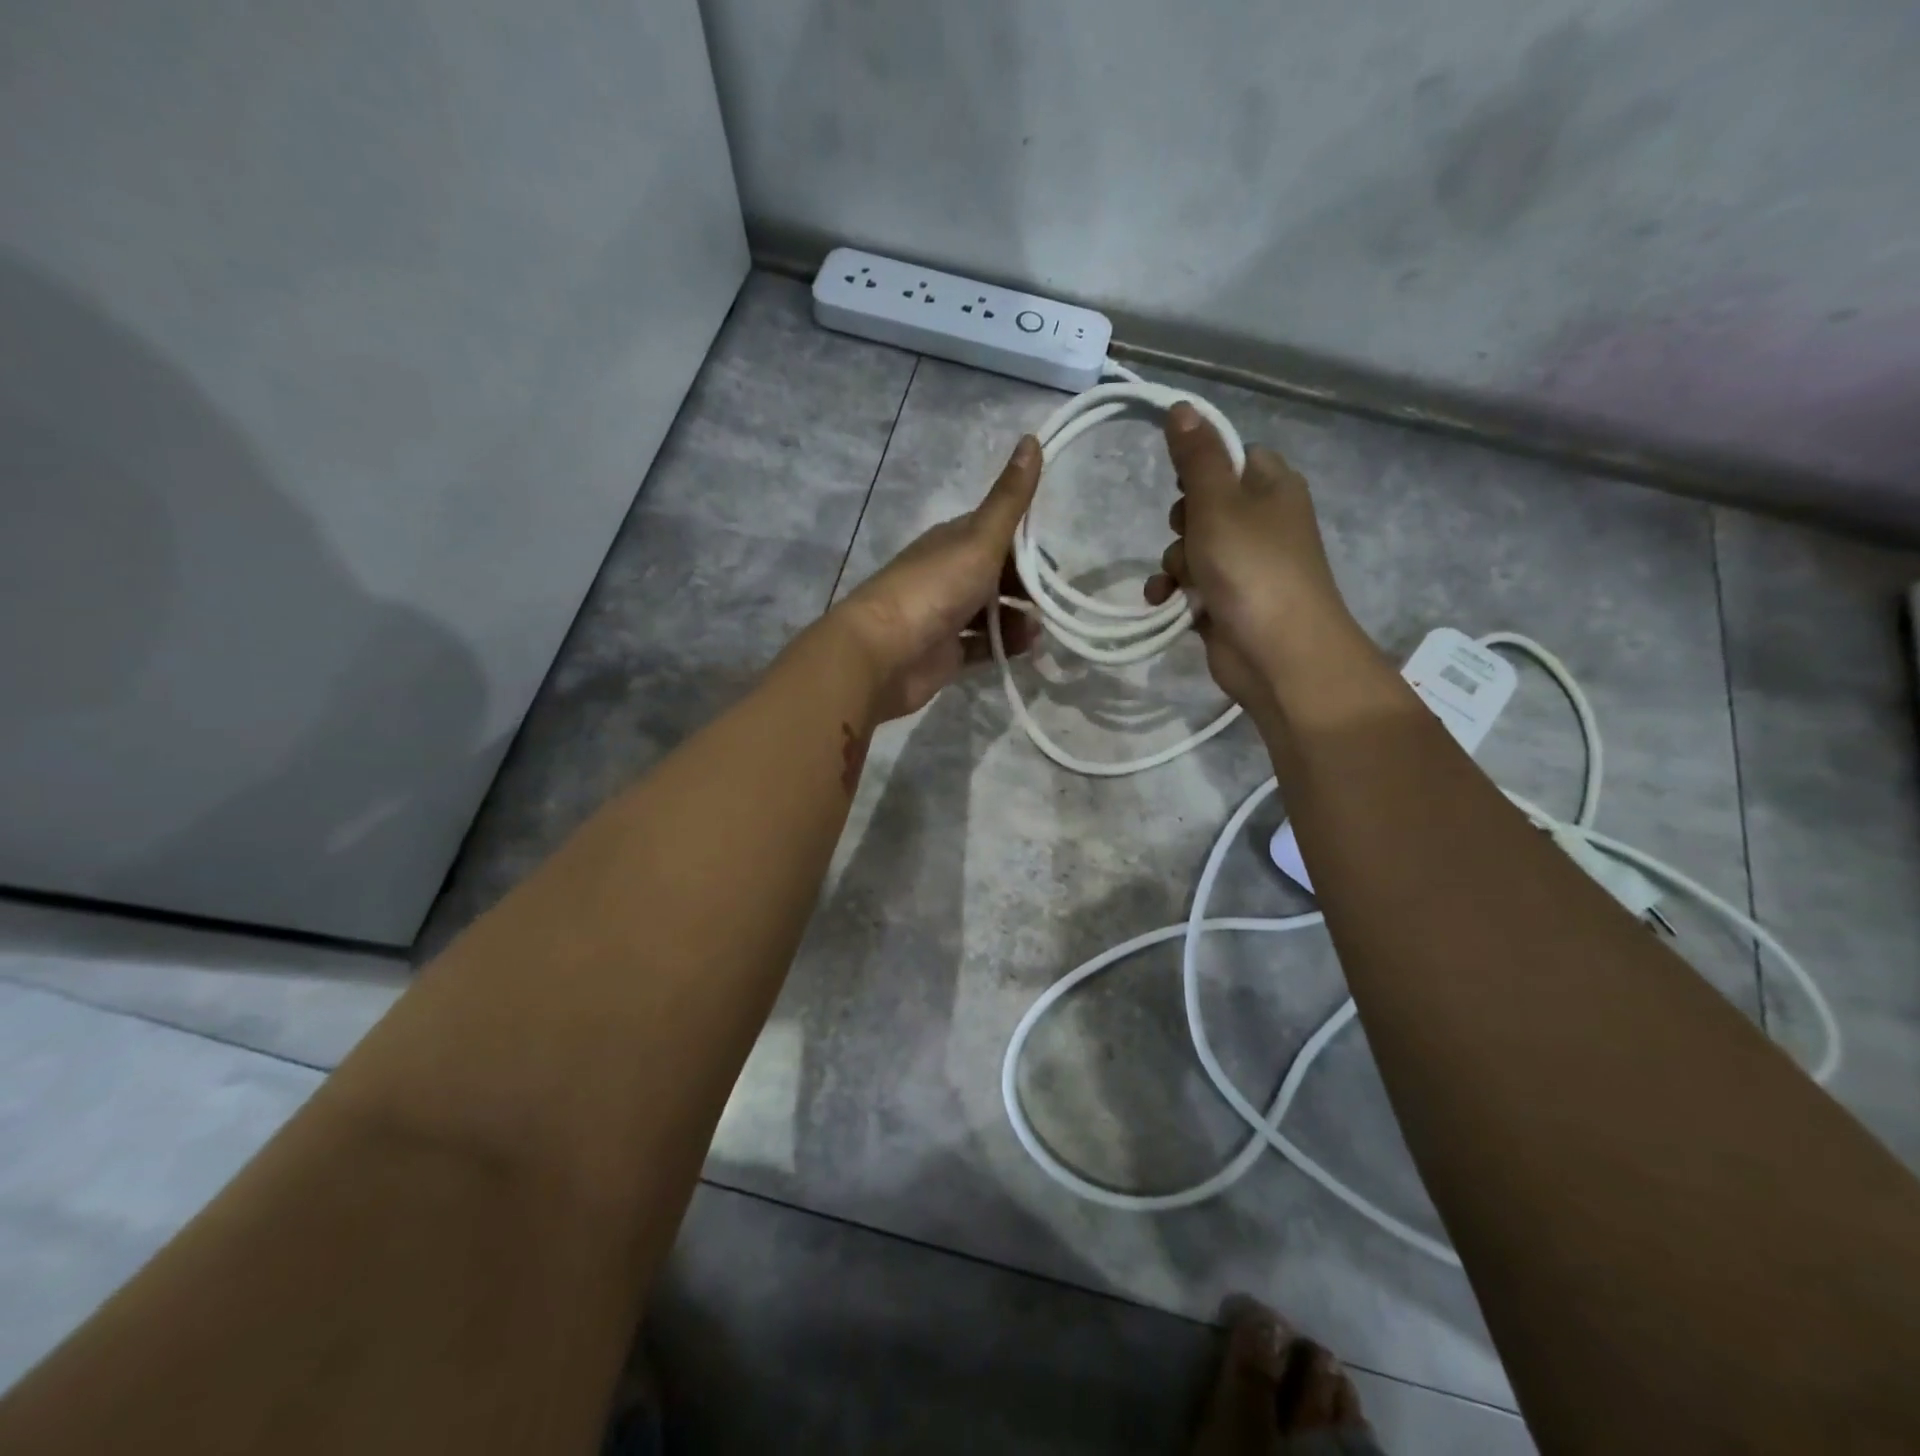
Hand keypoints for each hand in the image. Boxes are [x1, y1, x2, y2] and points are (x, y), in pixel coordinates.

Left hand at [834, 435, 1042, 720]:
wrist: (884, 652)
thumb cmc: (934, 589)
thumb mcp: (979, 538)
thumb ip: (1009, 499)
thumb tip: (1032, 438)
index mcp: (952, 540)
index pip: (997, 533)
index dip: (1027, 546)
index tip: (1053, 564)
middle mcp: (948, 574)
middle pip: (997, 575)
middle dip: (1026, 587)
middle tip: (1052, 602)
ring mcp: (945, 615)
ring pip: (992, 612)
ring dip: (1018, 619)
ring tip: (1038, 630)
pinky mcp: (946, 652)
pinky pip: (983, 645)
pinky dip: (1004, 645)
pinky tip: (1023, 648)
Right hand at [1145, 403, 1377, 719]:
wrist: (1278, 654)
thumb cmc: (1251, 568)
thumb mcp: (1218, 502)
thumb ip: (1196, 457)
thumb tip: (1182, 406)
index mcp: (1273, 486)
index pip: (1232, 455)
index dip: (1201, 465)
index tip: (1179, 481)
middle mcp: (1263, 521)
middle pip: (1205, 502)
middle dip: (1183, 522)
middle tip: (1189, 533)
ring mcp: (1245, 564)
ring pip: (1192, 546)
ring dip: (1175, 562)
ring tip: (1180, 579)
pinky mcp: (1227, 600)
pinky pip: (1191, 584)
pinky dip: (1175, 590)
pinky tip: (1164, 601)